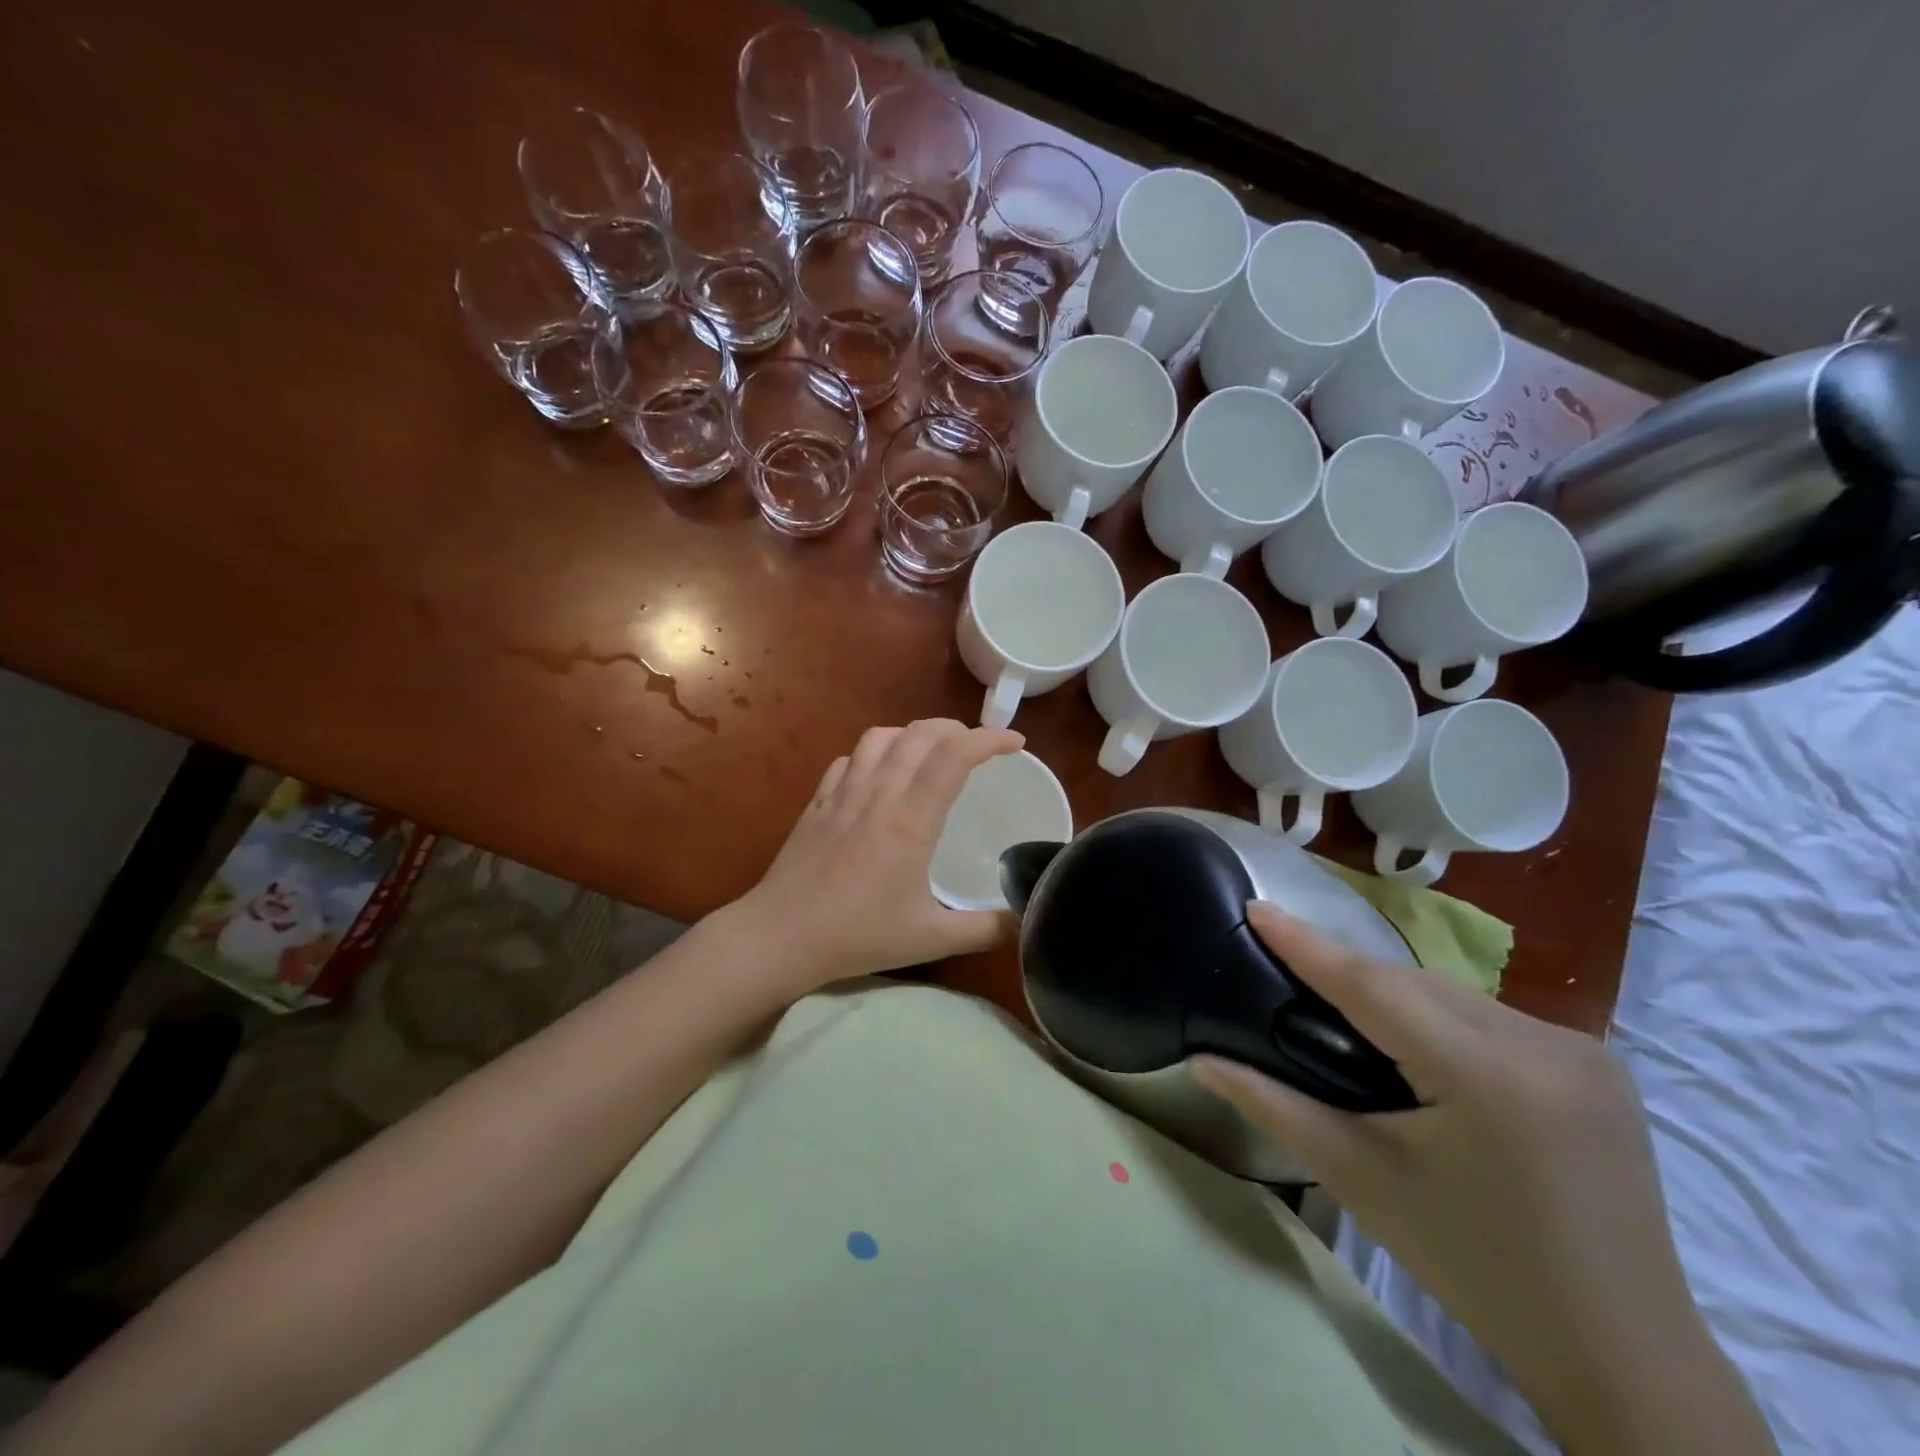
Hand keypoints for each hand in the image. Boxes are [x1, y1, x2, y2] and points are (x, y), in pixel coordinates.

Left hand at [727, 720, 1025, 993]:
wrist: (780, 936)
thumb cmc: (858, 936)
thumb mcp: (932, 939)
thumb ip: (986, 930)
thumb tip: (1026, 919)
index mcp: (910, 820)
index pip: (954, 756)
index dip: (989, 739)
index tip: (1015, 742)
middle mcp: (878, 794)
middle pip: (920, 733)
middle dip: (956, 728)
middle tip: (978, 747)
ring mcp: (842, 793)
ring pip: (880, 737)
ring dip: (914, 733)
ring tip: (931, 751)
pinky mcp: (817, 802)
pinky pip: (849, 759)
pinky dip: (874, 753)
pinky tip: (878, 774)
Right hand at [1190, 904, 1774, 1455]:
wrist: (1623, 1357)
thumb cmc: (1473, 1267)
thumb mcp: (1359, 1179)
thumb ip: (1273, 1106)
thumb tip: (1201, 1061)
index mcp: (1487, 1077)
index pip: (1372, 985)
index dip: (1307, 943)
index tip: (1256, 906)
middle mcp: (1545, 1046)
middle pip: (1415, 984)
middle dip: (1347, 971)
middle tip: (1286, 965)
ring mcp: (1585, 1052)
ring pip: (1453, 994)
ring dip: (1395, 993)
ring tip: (1342, 1006)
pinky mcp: (1602, 1066)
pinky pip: (1493, 1016)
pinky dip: (1441, 1015)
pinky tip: (1419, 1042)